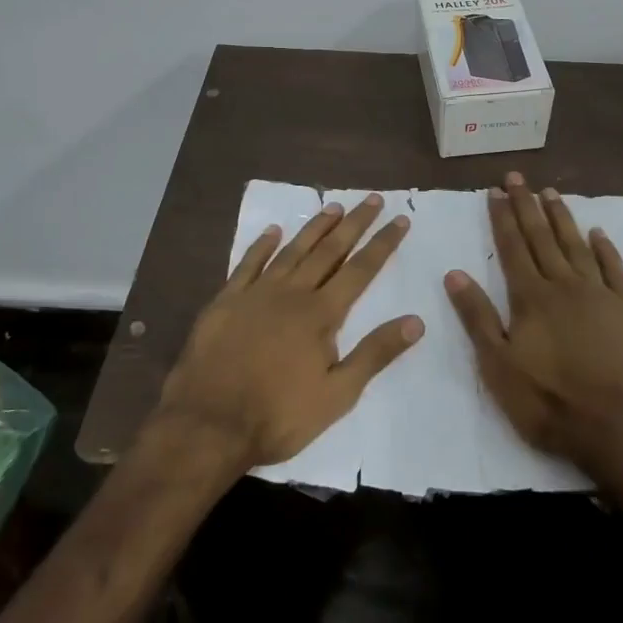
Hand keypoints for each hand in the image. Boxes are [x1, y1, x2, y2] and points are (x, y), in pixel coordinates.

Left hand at [157, 193, 424, 468]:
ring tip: (333, 206)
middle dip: (354, 224)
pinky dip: (262, 245)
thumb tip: (416, 321)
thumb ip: (375, 354)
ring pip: (292, 251)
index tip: (399, 220)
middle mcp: (291, 293)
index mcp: (320, 315)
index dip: (382, 244)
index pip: (361, 270)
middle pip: (329, 251)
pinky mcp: (225, 301)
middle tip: (372, 198)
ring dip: (315, 227)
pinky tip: (273, 231)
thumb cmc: (278, 415)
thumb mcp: (337, 395)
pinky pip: (247, 264)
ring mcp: (255, 294)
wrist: (207, 424)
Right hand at [444, 173, 622, 479]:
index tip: (495, 191)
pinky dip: (605, 249)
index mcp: (530, 298)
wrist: (619, 425)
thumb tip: (455, 273)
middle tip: (517, 177)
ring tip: (550, 192)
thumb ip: (478, 317)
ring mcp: (599, 294)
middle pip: (542, 237)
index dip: (502, 218)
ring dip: (561, 218)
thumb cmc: (549, 401)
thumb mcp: (498, 366)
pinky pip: (614, 269)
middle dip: (527, 206)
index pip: (512, 248)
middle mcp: (564, 285)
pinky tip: (598, 233)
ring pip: (576, 245)